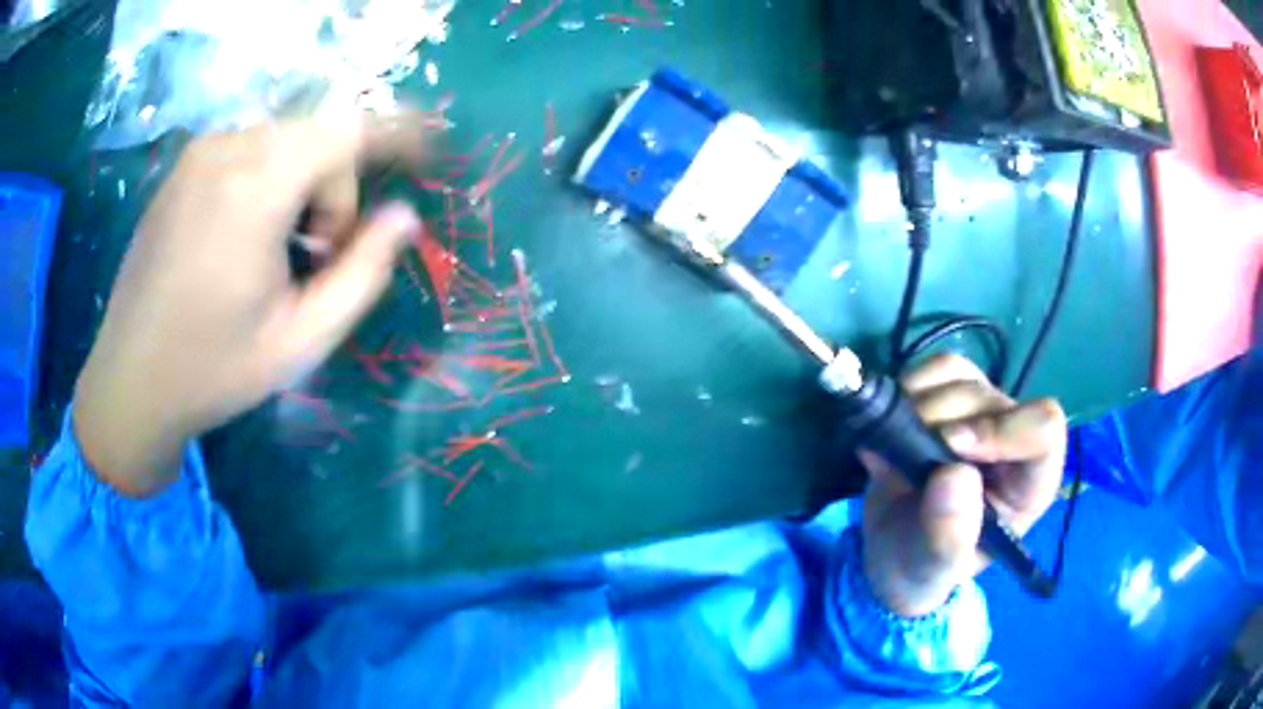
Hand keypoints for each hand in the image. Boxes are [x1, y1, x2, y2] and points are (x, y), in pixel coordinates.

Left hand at [74, 111, 432, 496]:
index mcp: (254, 190)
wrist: (130, 380)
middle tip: (318, 253)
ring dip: (303, 182)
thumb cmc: (214, 370)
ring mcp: (199, 154)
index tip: (426, 154)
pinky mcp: (183, 166)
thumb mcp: (301, 341)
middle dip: (337, 185)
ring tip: (281, 250)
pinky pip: (250, 148)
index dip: (396, 134)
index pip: (347, 129)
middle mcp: (225, 151)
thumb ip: (362, 273)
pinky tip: (248, 235)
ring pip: (285, 139)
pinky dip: (270, 178)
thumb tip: (404, 216)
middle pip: (318, 134)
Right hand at [860, 354, 1065, 616]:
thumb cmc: (923, 568)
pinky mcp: (951, 397)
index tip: (950, 446)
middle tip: (901, 459)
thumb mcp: (933, 571)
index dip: (1003, 428)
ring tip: (892, 448)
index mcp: (1028, 484)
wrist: (892, 552)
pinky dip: (907, 387)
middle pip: (991, 399)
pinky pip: (935, 368)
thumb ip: (948, 537)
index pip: (1044, 429)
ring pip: (962, 376)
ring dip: (919, 404)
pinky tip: (890, 426)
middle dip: (941, 422)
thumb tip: (954, 475)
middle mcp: (1013, 440)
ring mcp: (981, 414)